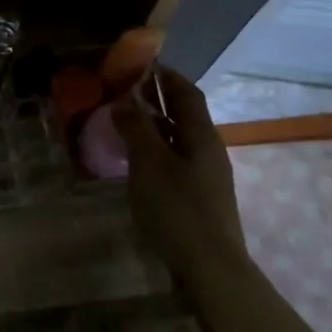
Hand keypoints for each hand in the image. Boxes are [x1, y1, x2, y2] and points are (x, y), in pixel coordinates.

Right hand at [112, 66, 250, 281]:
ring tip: (121, 123)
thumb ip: (136, 129)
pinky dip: (154, 152)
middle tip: (122, 91)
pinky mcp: (197, 198)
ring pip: (177, 140)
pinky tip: (133, 162)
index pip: (186, 93)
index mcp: (202, 136)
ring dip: (152, 127)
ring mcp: (205, 176)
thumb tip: (123, 99)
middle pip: (183, 115)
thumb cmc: (178, 209)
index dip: (165, 75)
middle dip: (155, 100)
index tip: (140, 63)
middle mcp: (207, 150)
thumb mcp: (150, 164)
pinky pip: (173, 162)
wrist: (209, 267)